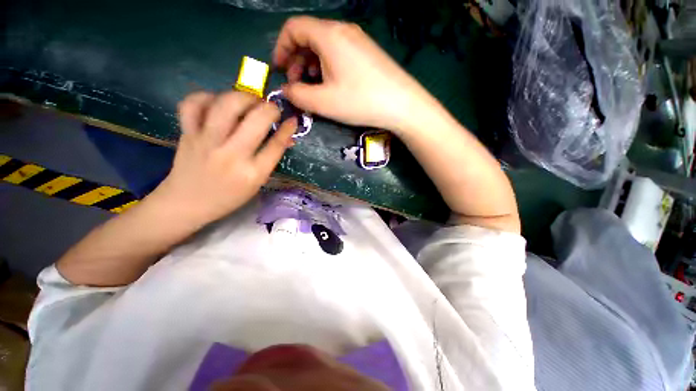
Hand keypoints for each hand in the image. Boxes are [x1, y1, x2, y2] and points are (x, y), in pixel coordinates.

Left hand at [152, 91, 296, 225]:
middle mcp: (231, 155)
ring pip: (226, 104)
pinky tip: (217, 102)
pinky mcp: (187, 134)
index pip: (276, 144)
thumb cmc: (229, 197)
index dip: (287, 128)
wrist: (187, 203)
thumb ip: (271, 158)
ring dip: (243, 96)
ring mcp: (206, 142)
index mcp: (253, 173)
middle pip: (256, 119)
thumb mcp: (256, 182)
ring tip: (248, 101)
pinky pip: (193, 104)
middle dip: (269, 108)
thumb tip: (285, 136)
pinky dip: (207, 97)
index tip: (292, 119)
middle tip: (270, 109)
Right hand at [274, 16, 432, 133]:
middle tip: (296, 84)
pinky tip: (332, 84)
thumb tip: (286, 90)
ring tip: (313, 87)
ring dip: (312, 65)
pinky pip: (339, 53)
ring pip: (324, 46)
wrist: (402, 105)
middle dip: (296, 60)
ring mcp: (358, 40)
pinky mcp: (367, 53)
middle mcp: (343, 31)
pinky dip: (328, 66)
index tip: (279, 70)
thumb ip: (298, 95)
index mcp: (329, 35)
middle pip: (309, 37)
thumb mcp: (323, 102)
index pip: (293, 28)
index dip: (281, 48)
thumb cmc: (360, 101)